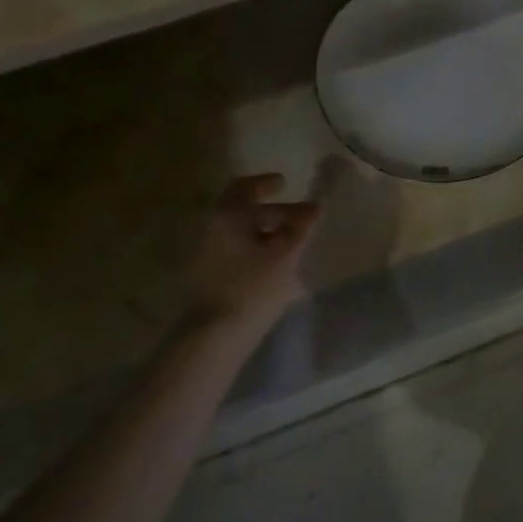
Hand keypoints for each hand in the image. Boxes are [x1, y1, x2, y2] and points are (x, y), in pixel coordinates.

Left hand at [182, 174, 319, 330]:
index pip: (246, 187)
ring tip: (296, 247)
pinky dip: (259, 252)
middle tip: (304, 221)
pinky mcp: (210, 278)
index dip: (266, 183)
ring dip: (269, 235)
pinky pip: (239, 254)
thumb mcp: (286, 256)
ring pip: (243, 235)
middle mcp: (214, 229)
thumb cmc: (252, 289)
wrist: (213, 338)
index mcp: (229, 216)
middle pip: (247, 212)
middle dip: (277, 214)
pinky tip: (280, 269)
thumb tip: (314, 208)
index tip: (286, 184)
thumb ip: (301, 229)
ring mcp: (208, 255)